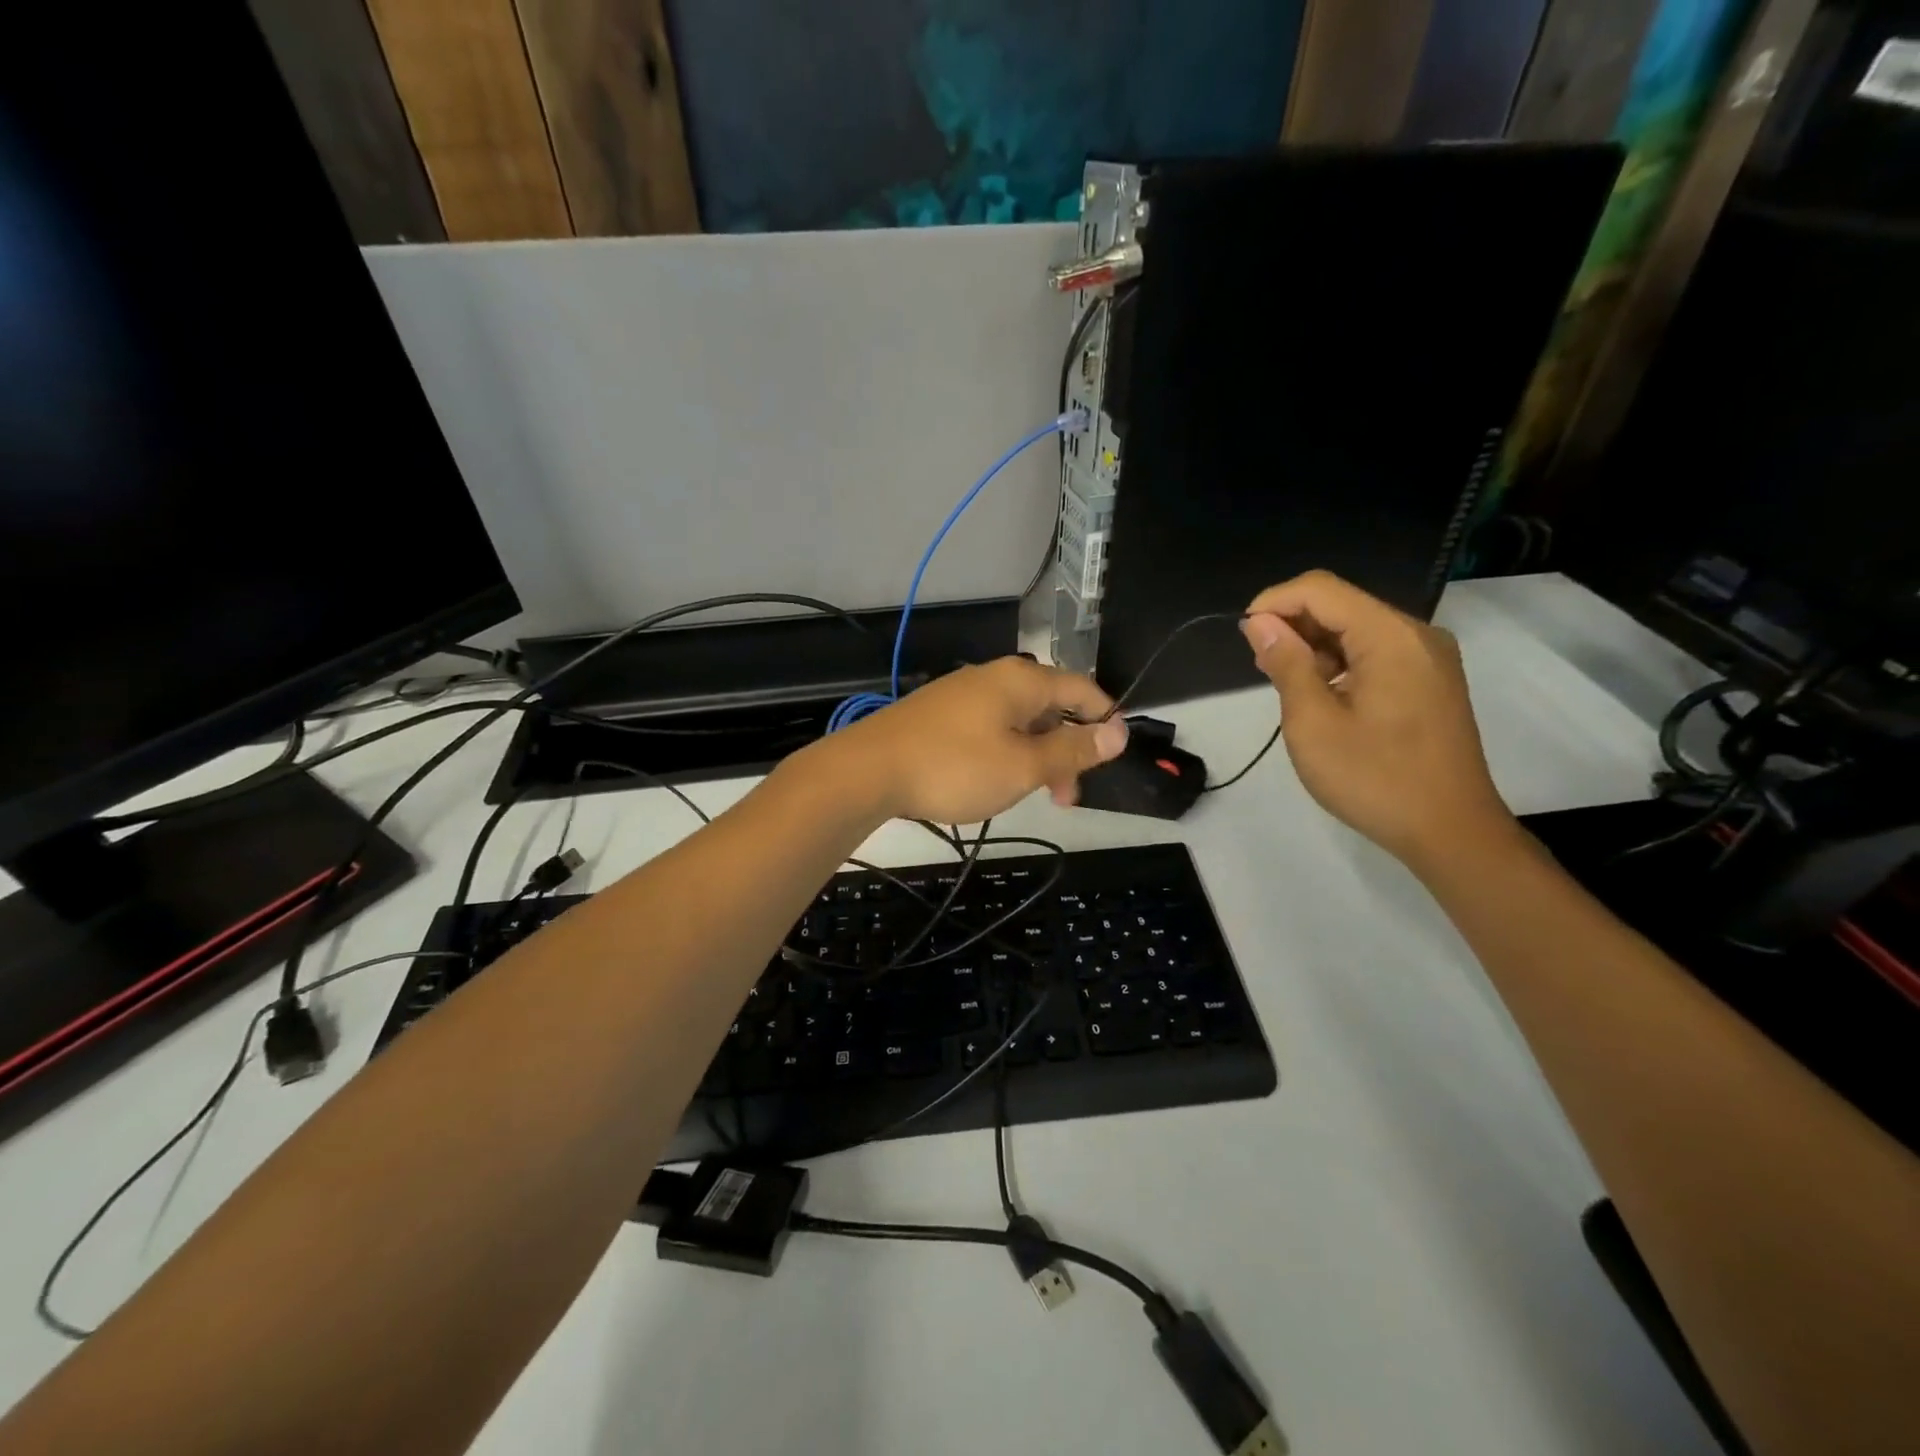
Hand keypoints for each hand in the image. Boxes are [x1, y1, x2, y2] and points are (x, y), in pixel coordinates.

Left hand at [825, 657, 1128, 824]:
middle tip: (1067, 796)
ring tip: (1032, 794)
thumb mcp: (1024, 766)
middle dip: (1067, 748)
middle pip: (1050, 706)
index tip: (1114, 755)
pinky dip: (1007, 752)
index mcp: (1022, 681)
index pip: (1083, 688)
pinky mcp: (940, 714)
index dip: (1105, 719)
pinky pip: (990, 728)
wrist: (868, 770)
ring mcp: (963, 693)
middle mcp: (994, 677)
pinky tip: (994, 780)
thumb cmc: (955, 767)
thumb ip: (1073, 750)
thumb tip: (1119, 731)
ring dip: (1037, 755)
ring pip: (1019, 721)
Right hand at [1241, 571, 1514, 870]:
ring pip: (1357, 628)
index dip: (1273, 602)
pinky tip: (1320, 693)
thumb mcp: (1313, 723)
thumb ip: (1286, 664)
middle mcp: (1416, 635)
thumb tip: (1259, 623)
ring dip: (1314, 645)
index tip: (1243, 635)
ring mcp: (1428, 658)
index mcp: (1390, 637)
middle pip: (1342, 604)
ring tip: (1284, 683)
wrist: (1450, 831)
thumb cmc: (1374, 778)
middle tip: (1260, 666)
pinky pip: (1376, 652)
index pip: (1320, 590)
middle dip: (1292, 624)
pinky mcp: (1430, 681)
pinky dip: (1340, 662)